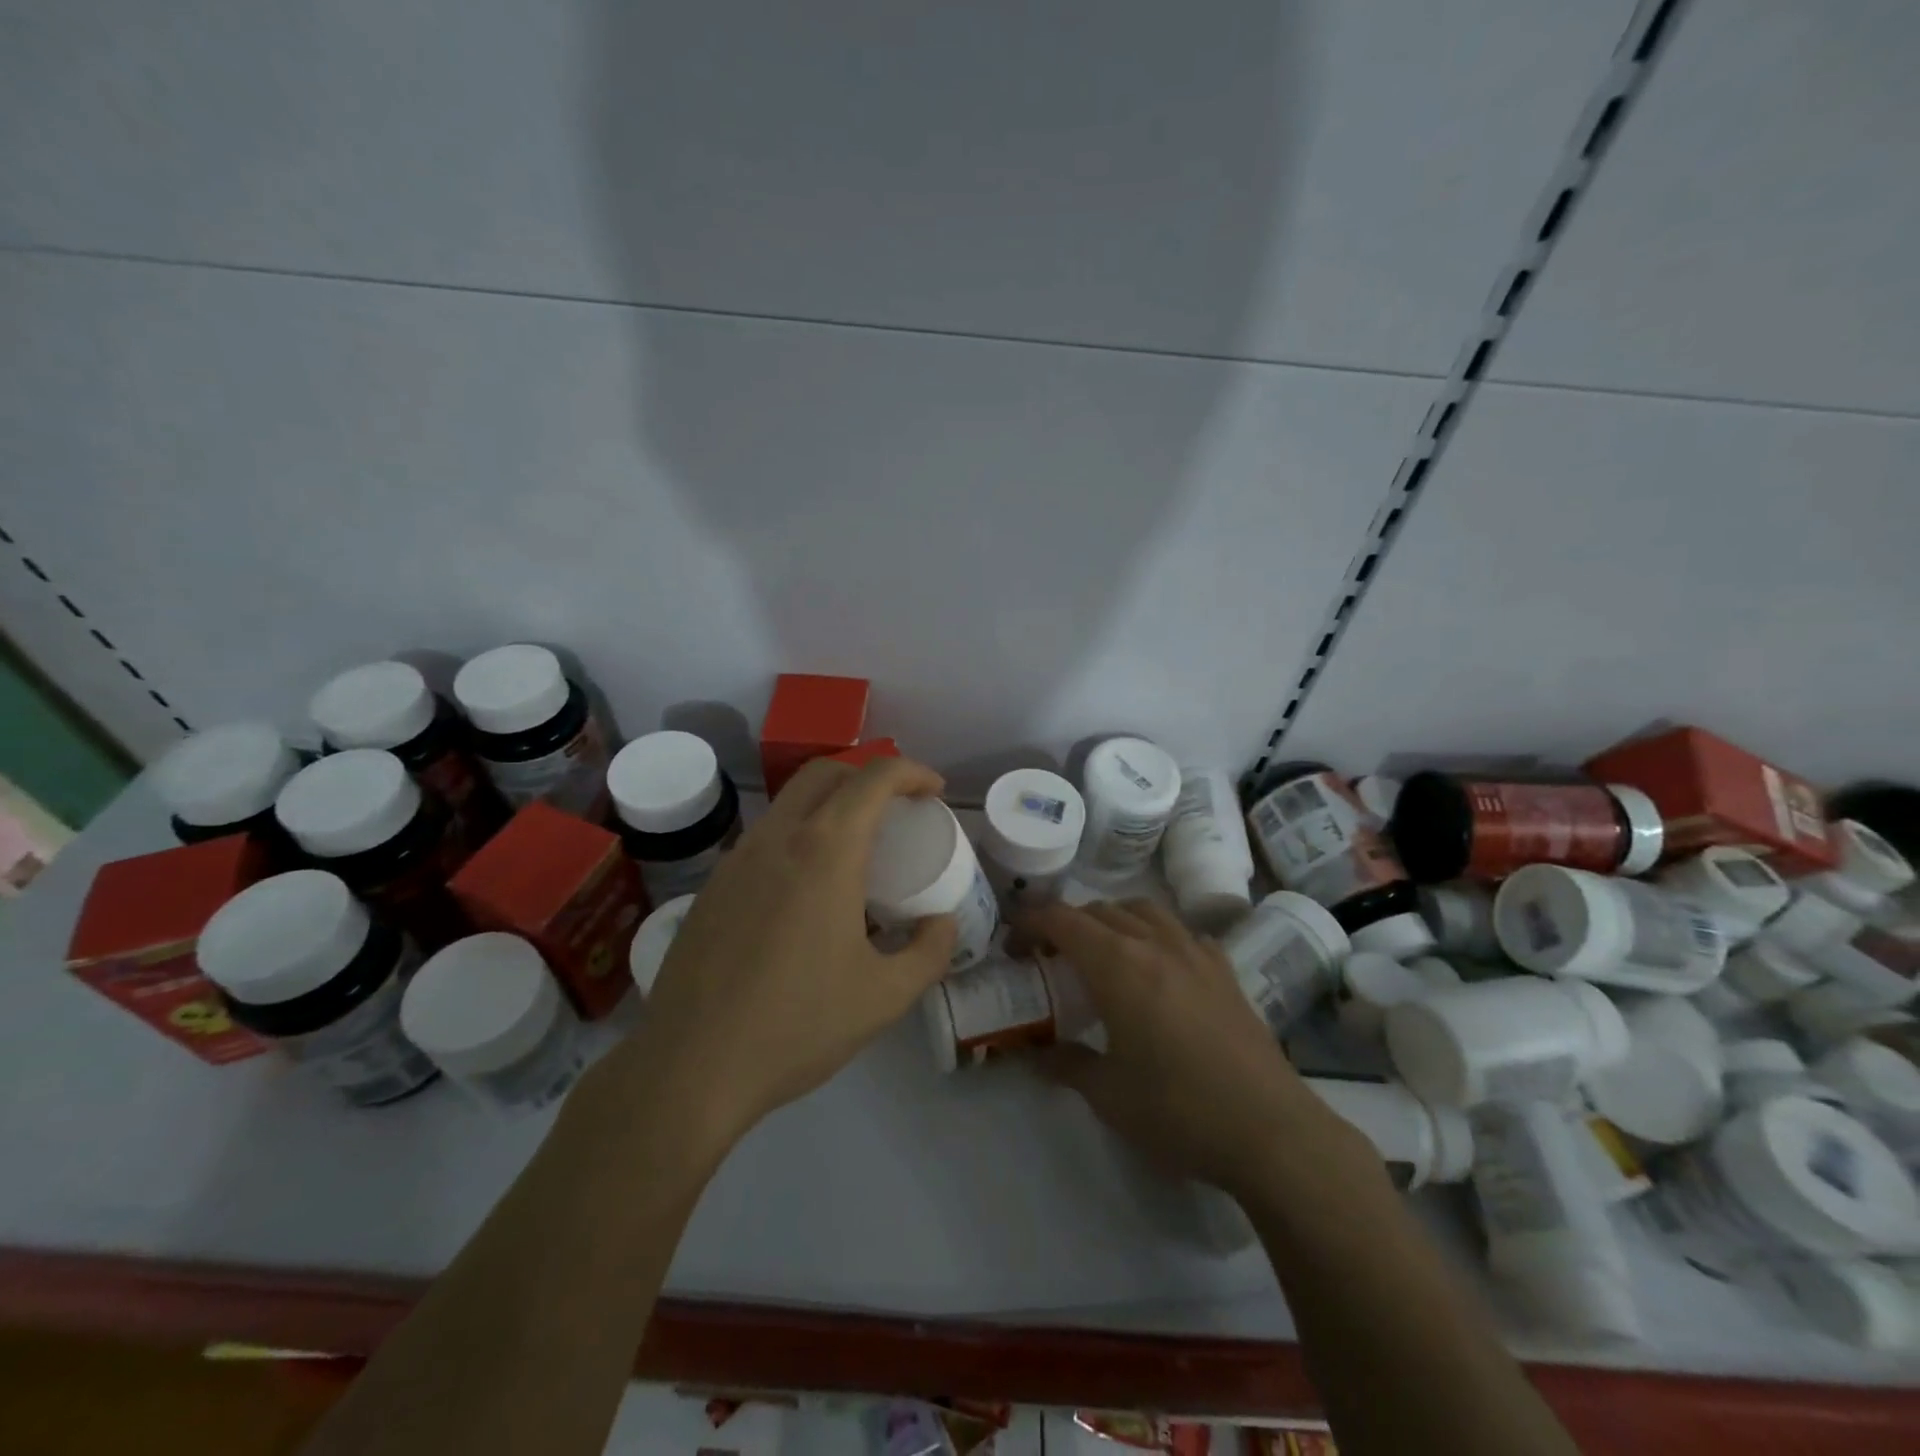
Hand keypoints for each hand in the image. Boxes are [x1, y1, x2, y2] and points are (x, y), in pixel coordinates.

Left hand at [602, 757, 957, 1152]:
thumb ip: (929, 952)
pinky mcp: (712, 886)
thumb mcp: (885, 997)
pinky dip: (798, 837)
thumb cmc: (797, 1026)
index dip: (911, 772)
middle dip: (868, 775)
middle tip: (897, 809)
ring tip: (855, 851)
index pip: (873, 778)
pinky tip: (806, 892)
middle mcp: (777, 838)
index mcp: (825, 851)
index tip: (934, 791)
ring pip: (789, 802)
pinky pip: (764, 838)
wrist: (690, 1068)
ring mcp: (736, 859)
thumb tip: (943, 923)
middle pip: (825, 772)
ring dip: (830, 804)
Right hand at [1023, 899, 1371, 1200]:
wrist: (1270, 1130)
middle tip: (1049, 956)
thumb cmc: (1178, 1110)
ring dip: (1112, 919)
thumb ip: (1067, 1065)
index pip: (1062, 920)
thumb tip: (1036, 1055)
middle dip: (1067, 923)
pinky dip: (1156, 934)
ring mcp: (1195, 952)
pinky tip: (1159, 966)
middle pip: (1100, 910)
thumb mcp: (1108, 1095)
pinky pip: (1181, 932)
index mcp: (1118, 965)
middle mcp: (1154, 944)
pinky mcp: (1224, 970)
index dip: (1031, 922)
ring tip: (1101, 951)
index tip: (1013, 942)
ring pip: (1143, 910)